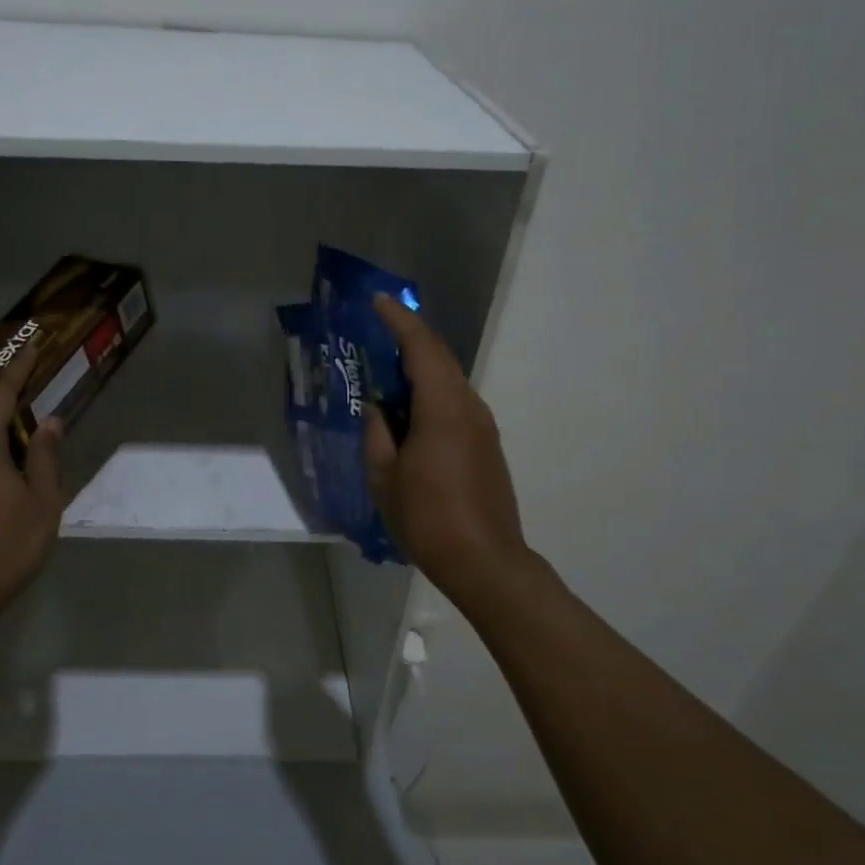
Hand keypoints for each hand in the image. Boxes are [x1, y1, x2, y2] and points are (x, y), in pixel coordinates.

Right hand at [365, 293, 533, 611]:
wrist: (485, 562)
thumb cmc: (428, 519)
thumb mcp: (384, 477)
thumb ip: (377, 434)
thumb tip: (379, 409)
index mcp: (443, 409)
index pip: (422, 348)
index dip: (400, 320)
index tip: (379, 302)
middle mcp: (469, 408)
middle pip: (440, 359)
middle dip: (409, 340)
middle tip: (378, 332)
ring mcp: (483, 427)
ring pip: (449, 382)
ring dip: (420, 371)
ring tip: (388, 378)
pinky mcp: (487, 446)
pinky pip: (456, 404)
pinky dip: (431, 396)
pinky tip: (410, 416)